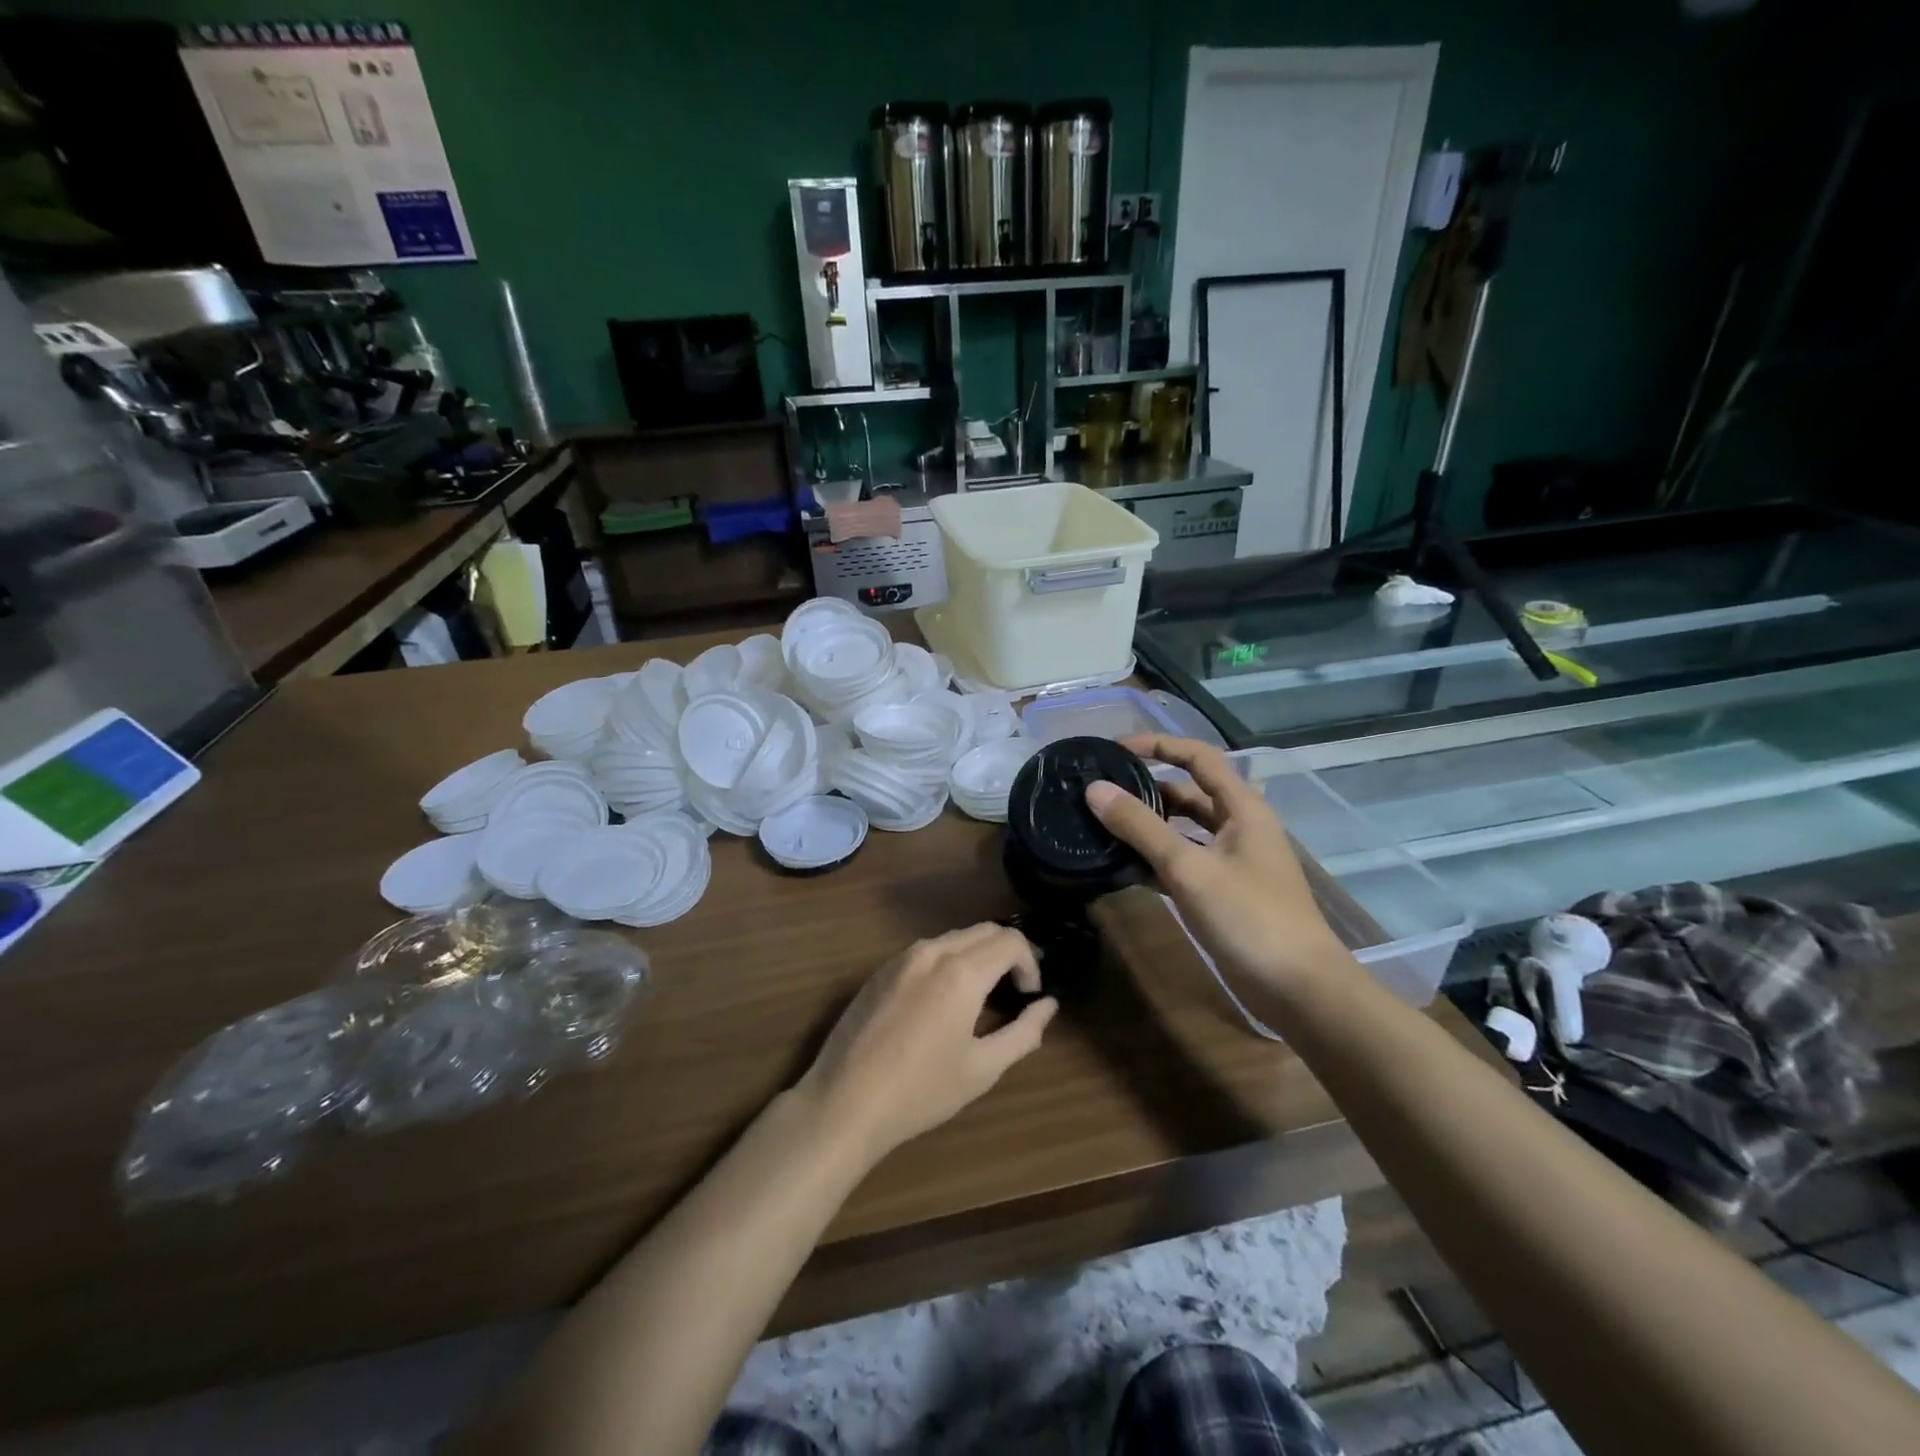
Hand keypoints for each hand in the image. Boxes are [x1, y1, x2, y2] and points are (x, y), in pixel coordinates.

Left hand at [794, 924, 1057, 1162]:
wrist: (845, 1101)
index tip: (1030, 996)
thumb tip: (1048, 1006)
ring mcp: (902, 957)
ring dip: (978, 956)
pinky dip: (948, 961)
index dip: (1031, 964)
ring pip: (955, 937)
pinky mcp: (881, 969)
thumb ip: (1024, 1032)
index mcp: (961, 972)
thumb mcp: (983, 1069)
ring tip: (981, 998)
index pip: (1011, 941)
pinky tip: (942, 1001)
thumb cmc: (921, 1091)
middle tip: (1013, 992)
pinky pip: (927, 950)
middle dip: (1007, 953)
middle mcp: (932, 951)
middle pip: (984, 930)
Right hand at [1086, 735, 1348, 992]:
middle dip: (1147, 788)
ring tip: (1102, 826)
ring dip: (1148, 826)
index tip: (1114, 749)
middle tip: (1101, 791)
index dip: (1159, 745)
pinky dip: (1156, 860)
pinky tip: (1123, 868)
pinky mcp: (1225, 894)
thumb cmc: (1249, 918)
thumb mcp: (1189, 868)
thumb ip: (1141, 827)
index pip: (1198, 757)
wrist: (1300, 991)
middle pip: (1189, 793)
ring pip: (1184, 831)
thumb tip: (1095, 789)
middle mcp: (1240, 827)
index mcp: (1242, 808)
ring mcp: (1233, 862)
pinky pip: (1184, 863)